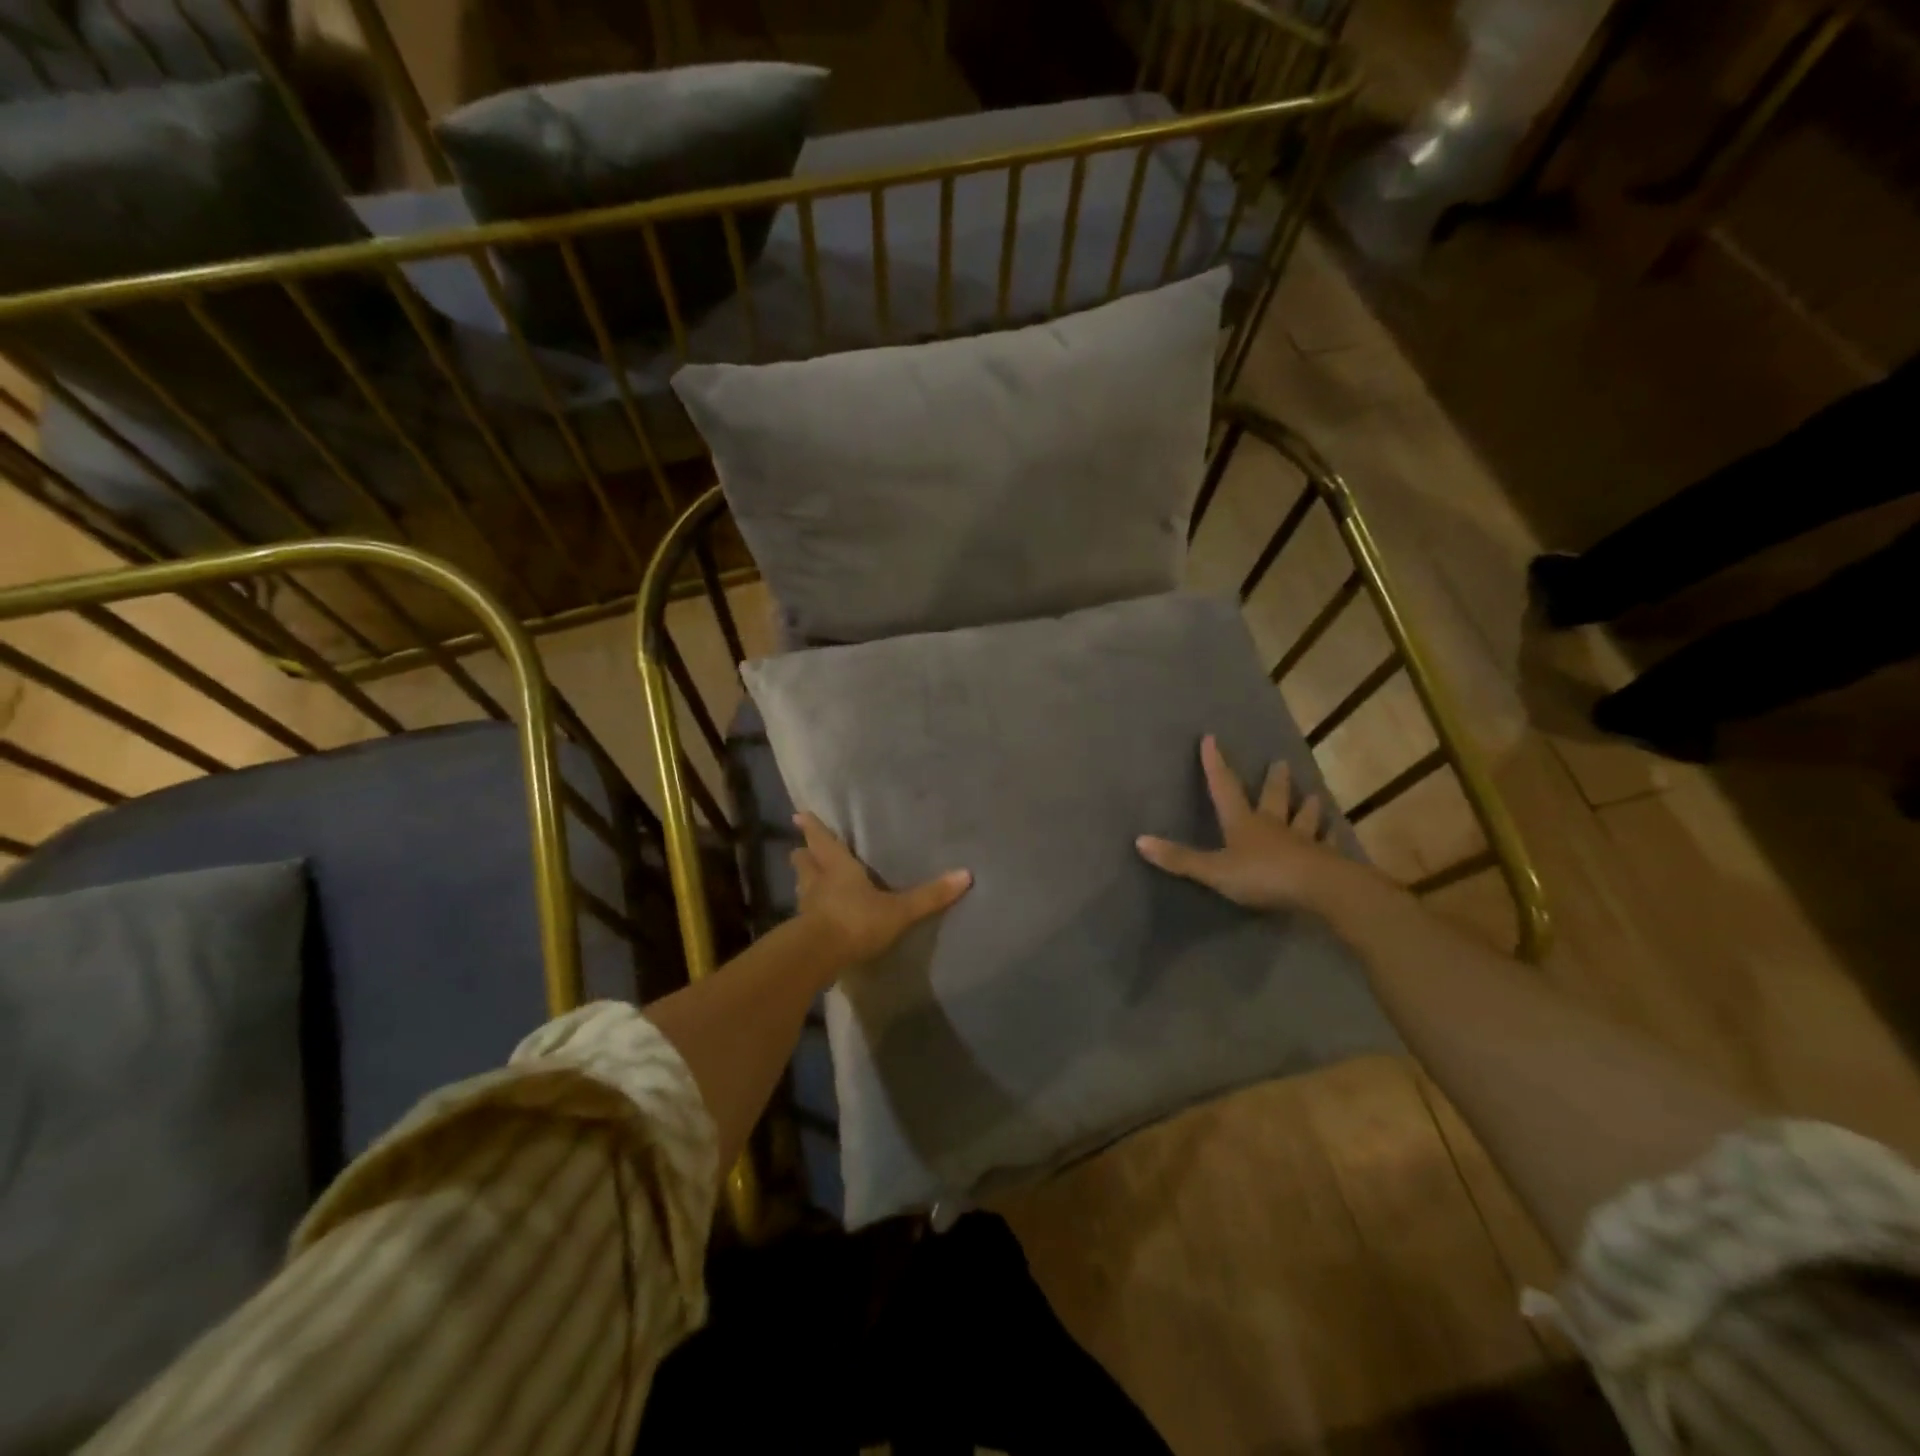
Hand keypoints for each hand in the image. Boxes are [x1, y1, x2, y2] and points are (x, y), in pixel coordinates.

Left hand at [792, 812, 970, 964]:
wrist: (817, 958)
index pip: (821, 840)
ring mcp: (805, 907)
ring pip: (801, 886)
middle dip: (805, 854)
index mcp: (837, 867)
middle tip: (805, 849)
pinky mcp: (800, 932)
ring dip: (804, 881)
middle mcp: (817, 882)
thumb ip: (929, 896)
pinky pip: (803, 914)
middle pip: (803, 861)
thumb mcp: (898, 910)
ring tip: (811, 881)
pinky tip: (816, 917)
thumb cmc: (856, 921)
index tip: (799, 814)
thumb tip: (966, 874)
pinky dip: (808, 911)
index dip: (812, 827)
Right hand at [1136, 735, 1351, 913]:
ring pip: (1304, 818)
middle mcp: (1273, 825)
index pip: (1224, 788)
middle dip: (1274, 781)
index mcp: (1243, 823)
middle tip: (1280, 762)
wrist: (1319, 889)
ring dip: (1307, 807)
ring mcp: (1303, 841)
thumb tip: (1139, 840)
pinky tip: (1336, 834)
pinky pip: (1327, 845)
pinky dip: (1330, 838)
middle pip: (1273, 798)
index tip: (1212, 739)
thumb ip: (1180, 858)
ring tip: (1314, 795)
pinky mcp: (1325, 860)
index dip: (1216, 764)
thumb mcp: (1214, 870)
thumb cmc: (1262, 876)